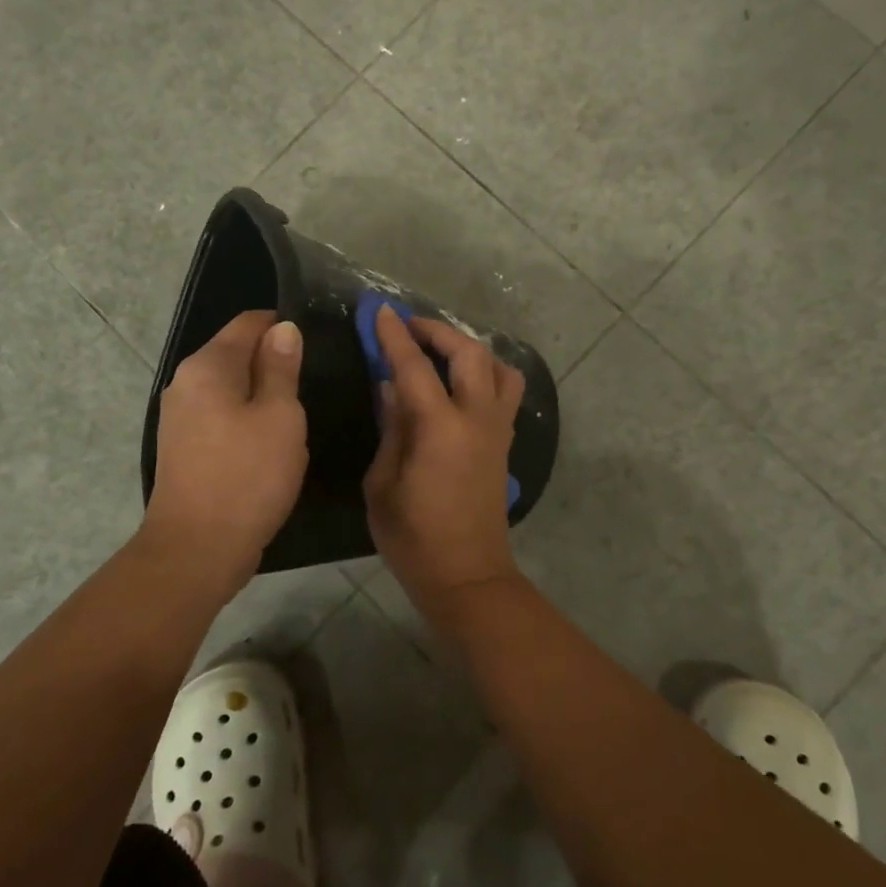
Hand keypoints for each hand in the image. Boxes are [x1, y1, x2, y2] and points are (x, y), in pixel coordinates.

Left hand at [144, 310, 307, 588]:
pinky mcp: (183, 447)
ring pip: (231, 389)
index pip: (249, 323)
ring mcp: (180, 417)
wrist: (197, 550)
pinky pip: (222, 417)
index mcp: (207, 366)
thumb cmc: (247, 476)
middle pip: (237, 354)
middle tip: (313, 387)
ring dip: (263, 397)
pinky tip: (270, 446)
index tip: (317, 346)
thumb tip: (284, 329)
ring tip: (297, 419)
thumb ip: (282, 368)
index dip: (284, 328)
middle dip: (275, 364)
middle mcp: (186, 382)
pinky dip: (247, 421)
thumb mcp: (280, 417)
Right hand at [364, 307, 524, 609]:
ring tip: (441, 352)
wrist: (468, 576)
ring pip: (499, 368)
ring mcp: (497, 430)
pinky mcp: (504, 443)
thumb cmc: (414, 538)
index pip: (415, 366)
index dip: (395, 336)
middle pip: (468, 354)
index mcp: (440, 429)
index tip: (380, 310)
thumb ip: (391, 428)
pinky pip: (505, 392)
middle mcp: (476, 419)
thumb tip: (391, 387)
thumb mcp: (383, 484)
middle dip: (438, 331)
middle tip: (409, 327)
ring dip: (470, 349)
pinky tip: (461, 384)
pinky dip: (486, 373)